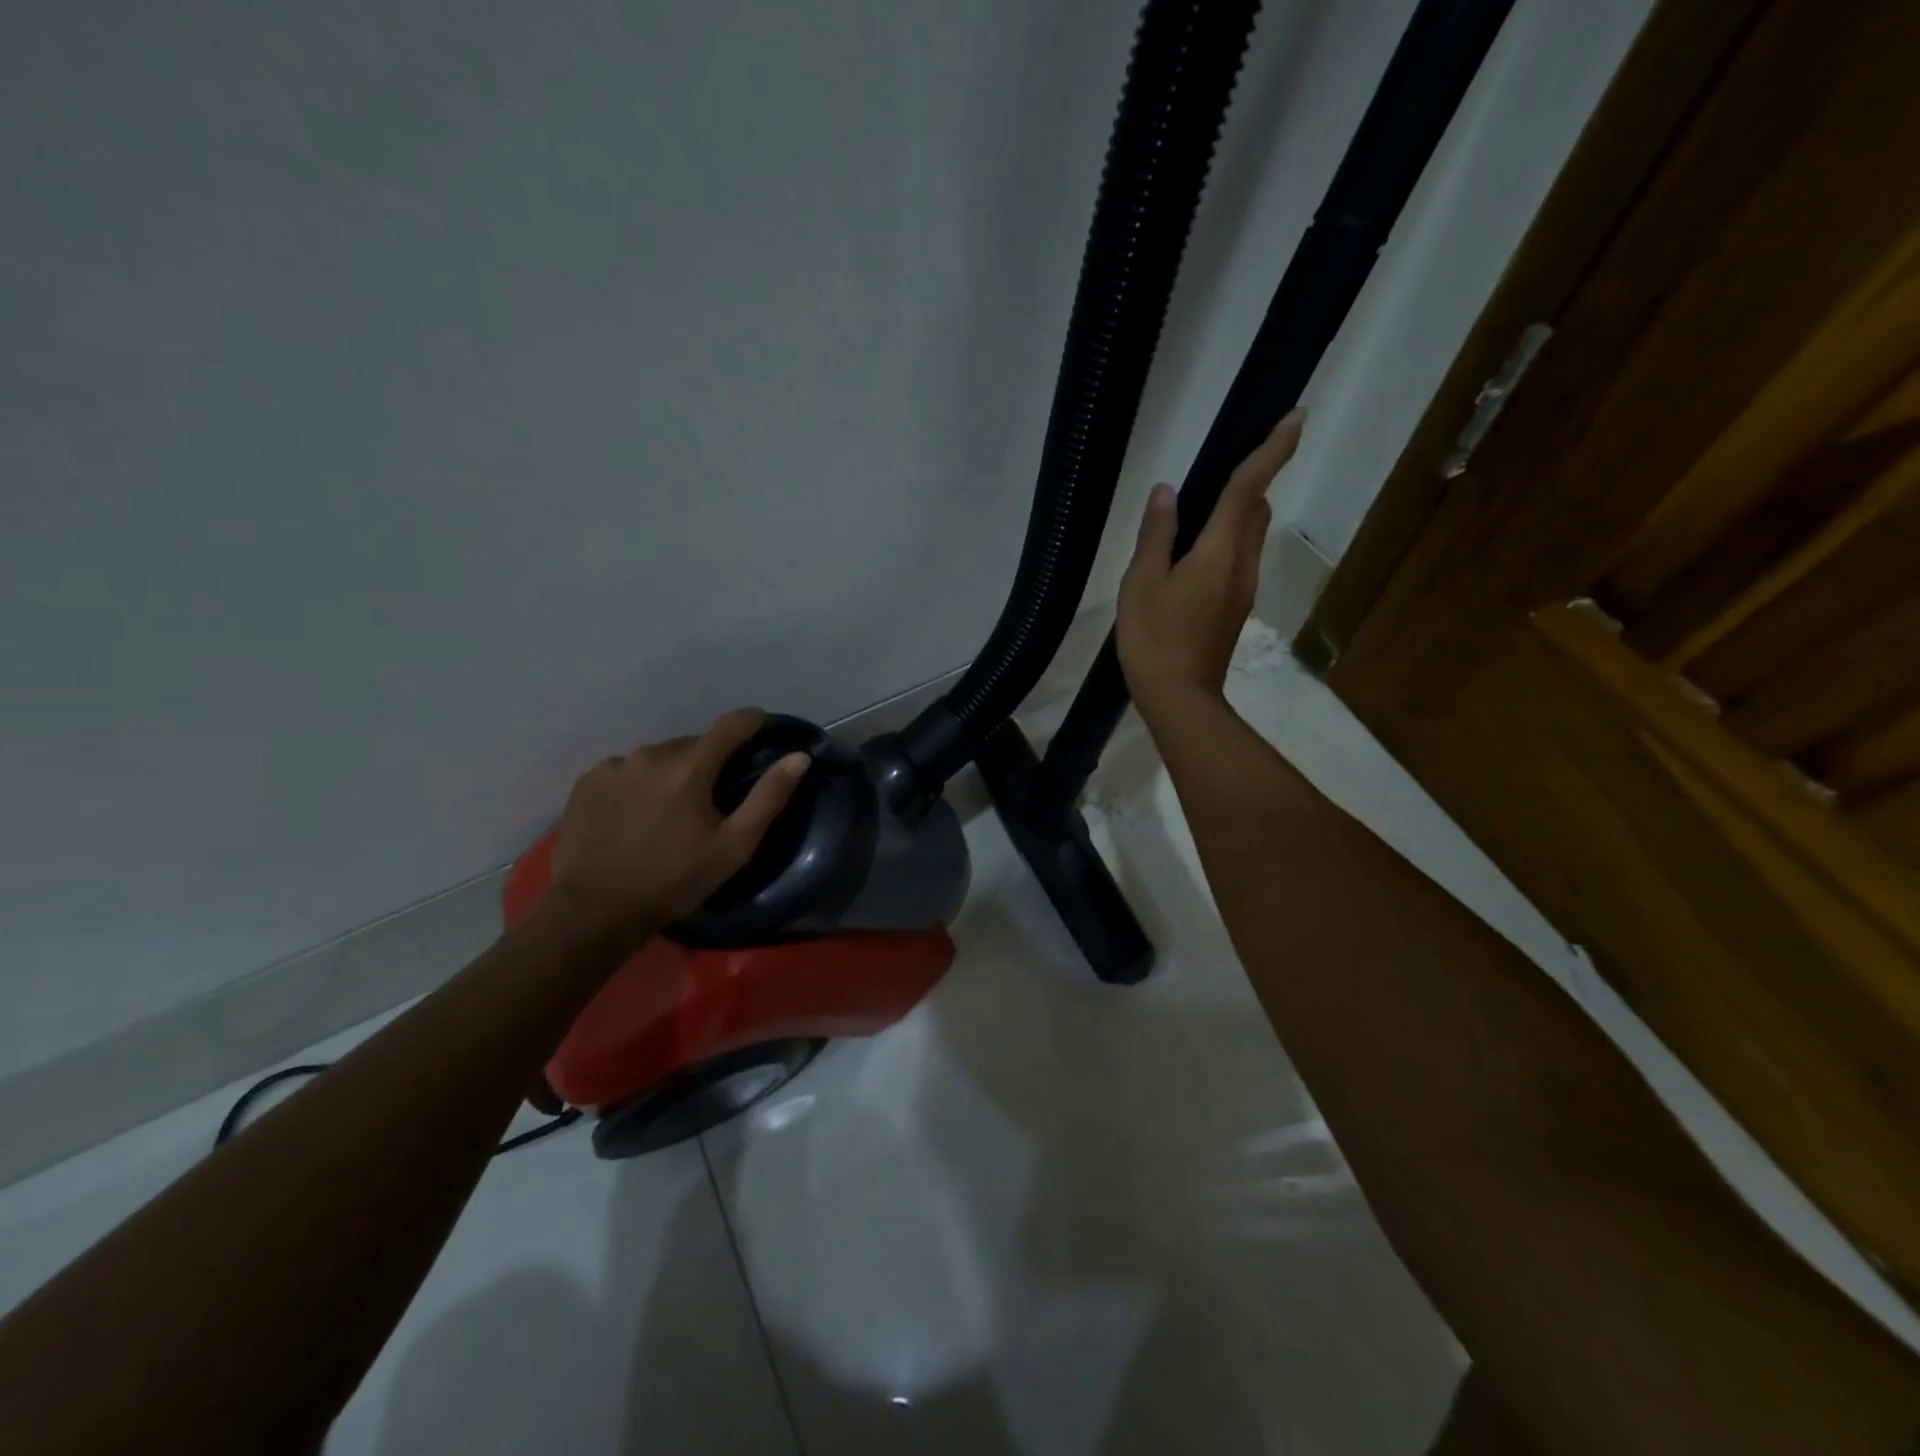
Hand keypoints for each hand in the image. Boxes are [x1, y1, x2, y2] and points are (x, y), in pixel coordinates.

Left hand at [547, 709, 809, 941]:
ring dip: (672, 773)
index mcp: (689, 767)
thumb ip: (769, 797)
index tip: (762, 728)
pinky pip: (626, 770)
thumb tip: (799, 757)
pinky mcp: (586, 782)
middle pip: (693, 744)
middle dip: (708, 762)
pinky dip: (639, 784)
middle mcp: (650, 754)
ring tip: (670, 811)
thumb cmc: (674, 881)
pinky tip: (636, 816)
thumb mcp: (734, 847)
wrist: (594, 912)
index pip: (731, 724)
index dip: (752, 722)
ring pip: (659, 757)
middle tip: (712, 798)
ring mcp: (613, 766)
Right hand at [1115, 409, 1302, 715]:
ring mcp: (1242, 591)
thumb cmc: (1155, 639)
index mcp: (1220, 551)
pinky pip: (1239, 560)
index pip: (1249, 489)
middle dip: (1253, 480)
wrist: (1180, 699)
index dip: (1272, 451)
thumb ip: (1157, 535)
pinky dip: (1227, 541)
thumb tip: (1167, 491)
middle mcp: (1242, 565)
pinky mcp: (1235, 610)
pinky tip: (1194, 555)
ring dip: (1239, 513)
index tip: (1296, 416)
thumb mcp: (1142, 583)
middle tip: (1228, 463)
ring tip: (1202, 509)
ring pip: (1251, 537)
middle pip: (1257, 510)